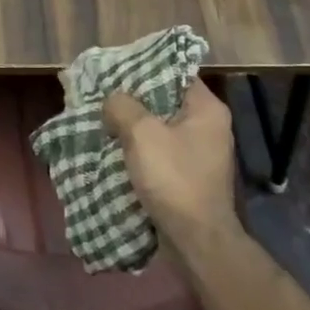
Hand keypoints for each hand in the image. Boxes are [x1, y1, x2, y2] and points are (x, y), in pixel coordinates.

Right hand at [103, 78, 238, 248]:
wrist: (196, 241)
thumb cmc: (174, 179)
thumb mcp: (142, 134)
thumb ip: (122, 106)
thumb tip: (111, 101)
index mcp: (206, 109)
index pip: (174, 73)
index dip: (143, 69)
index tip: (114, 71)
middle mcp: (207, 126)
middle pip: (163, 100)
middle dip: (131, 100)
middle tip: (101, 96)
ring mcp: (199, 153)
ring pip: (158, 127)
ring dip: (131, 126)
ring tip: (101, 121)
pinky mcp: (188, 175)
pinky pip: (158, 151)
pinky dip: (138, 149)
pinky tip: (114, 149)